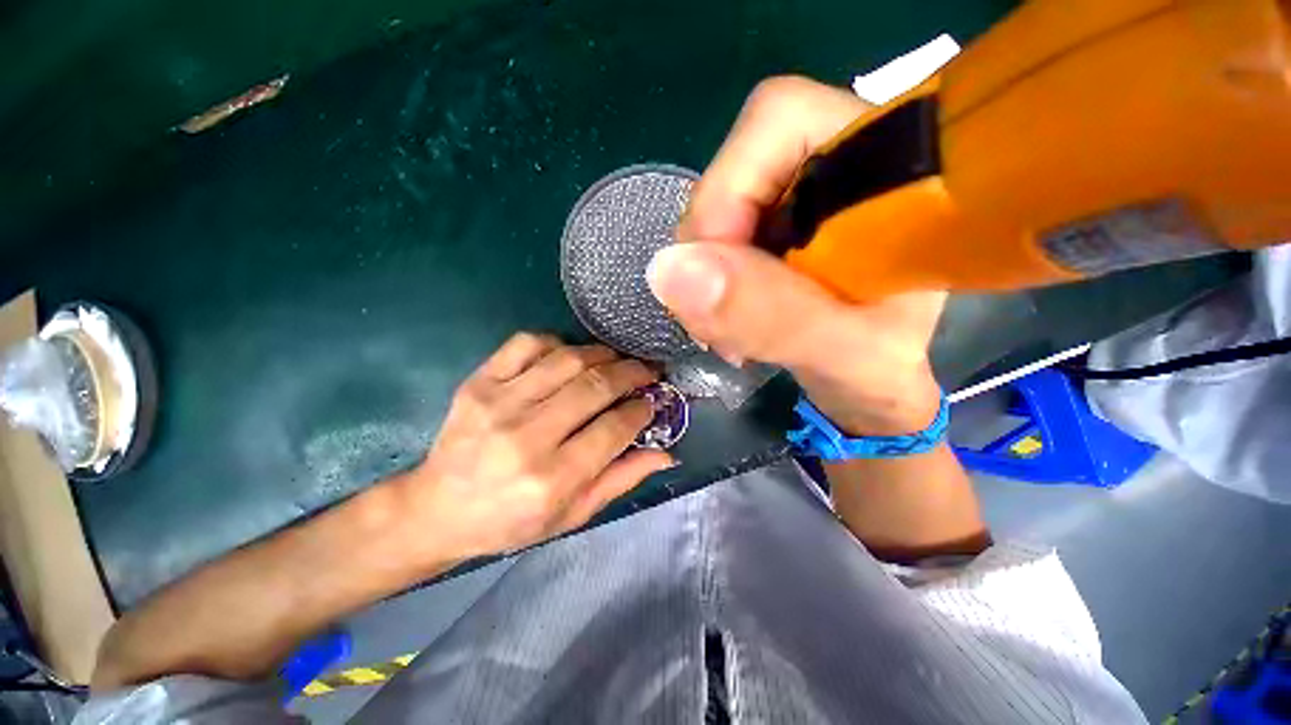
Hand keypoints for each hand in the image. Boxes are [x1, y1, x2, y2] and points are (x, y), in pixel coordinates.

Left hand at [394, 333, 671, 563]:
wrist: (438, 509)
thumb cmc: (511, 520)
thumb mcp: (573, 514)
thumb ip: (622, 479)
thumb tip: (667, 453)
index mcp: (552, 479)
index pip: (615, 428)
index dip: (642, 409)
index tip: (653, 400)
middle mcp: (526, 437)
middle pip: (596, 386)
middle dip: (633, 373)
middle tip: (647, 371)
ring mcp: (498, 403)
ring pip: (568, 359)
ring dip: (603, 355)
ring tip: (617, 361)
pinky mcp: (478, 382)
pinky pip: (528, 343)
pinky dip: (559, 343)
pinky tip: (570, 356)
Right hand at [647, 76, 944, 434]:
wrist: (871, 385)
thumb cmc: (882, 370)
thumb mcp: (843, 355)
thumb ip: (772, 315)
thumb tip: (669, 270)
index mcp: (888, 168)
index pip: (779, 121)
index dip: (728, 191)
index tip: (718, 278)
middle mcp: (837, 165)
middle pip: (734, 170)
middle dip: (709, 252)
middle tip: (718, 323)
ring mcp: (796, 198)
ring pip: (715, 212)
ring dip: (704, 277)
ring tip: (726, 334)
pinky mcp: (771, 228)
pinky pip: (715, 240)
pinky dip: (708, 285)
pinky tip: (726, 321)